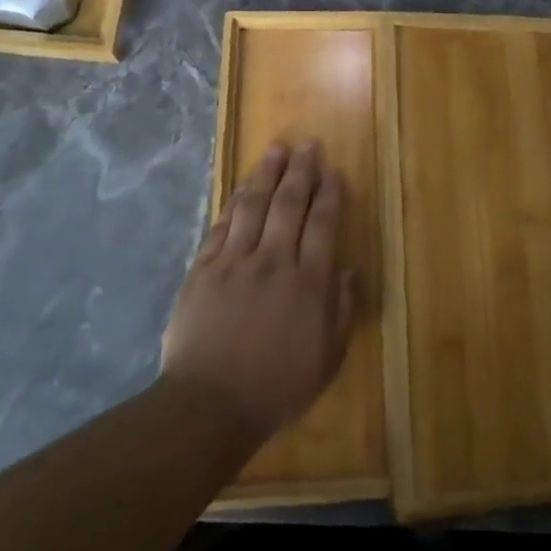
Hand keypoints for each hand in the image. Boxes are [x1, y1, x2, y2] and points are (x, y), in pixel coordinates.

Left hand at [161, 141, 355, 445]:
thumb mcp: (326, 360)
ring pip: (253, 206)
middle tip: (308, 144)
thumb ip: (340, 312)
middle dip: (301, 171)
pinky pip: (221, 227)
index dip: (330, 194)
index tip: (333, 171)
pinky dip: (234, 204)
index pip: (323, 224)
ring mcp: (234, 262)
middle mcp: (273, 261)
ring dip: (266, 174)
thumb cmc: (275, 388)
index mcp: (307, 282)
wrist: (208, 406)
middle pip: (289, 204)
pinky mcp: (203, 270)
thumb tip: (348, 271)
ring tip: (276, 149)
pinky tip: (242, 189)